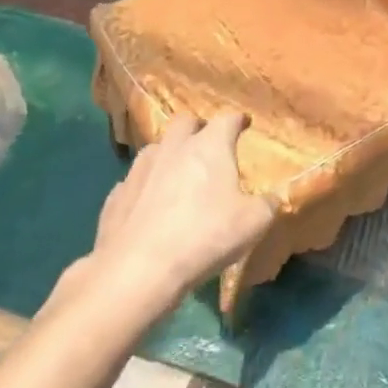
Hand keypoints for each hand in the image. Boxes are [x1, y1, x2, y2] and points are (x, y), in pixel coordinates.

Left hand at [83, 112, 275, 309]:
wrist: (138, 269)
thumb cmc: (206, 236)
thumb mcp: (254, 223)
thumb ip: (267, 205)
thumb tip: (272, 198)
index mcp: (209, 146)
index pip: (227, 119)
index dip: (238, 121)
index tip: (244, 125)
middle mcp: (172, 147)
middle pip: (185, 122)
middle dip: (198, 129)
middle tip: (208, 147)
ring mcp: (139, 169)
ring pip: (156, 149)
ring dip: (169, 156)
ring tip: (177, 177)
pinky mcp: (116, 195)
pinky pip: (135, 182)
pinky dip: (145, 187)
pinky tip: (150, 208)